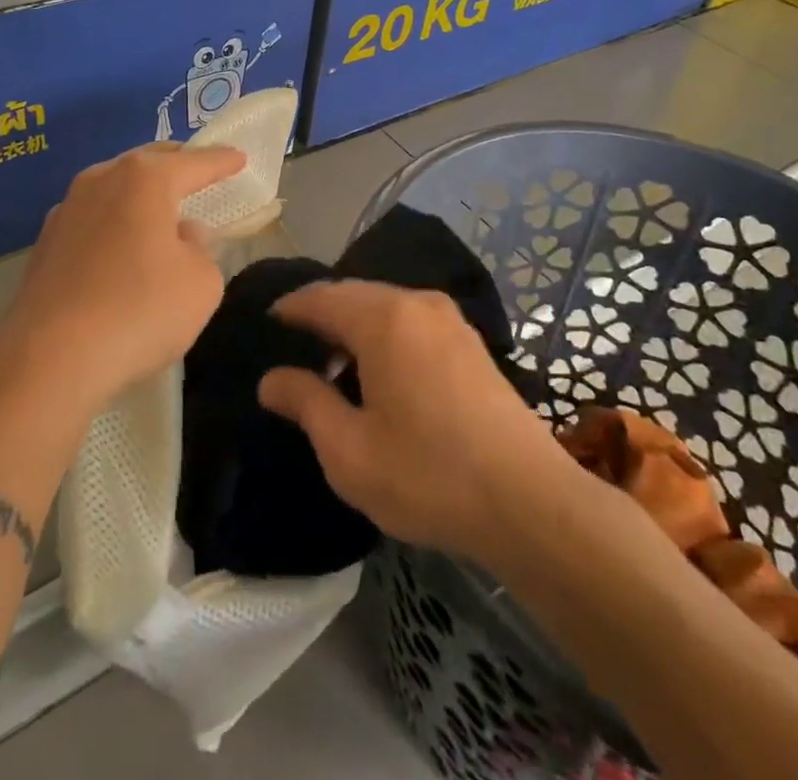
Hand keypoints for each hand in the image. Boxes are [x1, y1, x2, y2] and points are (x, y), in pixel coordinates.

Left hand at [6, 142, 245, 416]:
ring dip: (141, 193)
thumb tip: (183, 236)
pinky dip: (115, 221)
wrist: (48, 358)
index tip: (239, 157)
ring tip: (161, 209)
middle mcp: (101, 180)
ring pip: (115, 186)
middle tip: (199, 172)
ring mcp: (67, 209)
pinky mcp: (45, 243)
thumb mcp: (200, 284)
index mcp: (145, 179)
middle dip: (177, 164)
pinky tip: (122, 246)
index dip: (221, 161)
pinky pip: (93, 218)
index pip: (194, 163)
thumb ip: (202, 251)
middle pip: (147, 162)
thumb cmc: (139, 310)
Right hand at [257, 281, 569, 562]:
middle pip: (354, 295)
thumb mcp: (349, 450)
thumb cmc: (428, 474)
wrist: (530, 503)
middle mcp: (416, 303)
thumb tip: (271, 379)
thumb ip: (306, 404)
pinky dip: (386, 335)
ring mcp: (450, 320)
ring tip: (334, 367)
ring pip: (386, 307)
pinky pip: (412, 321)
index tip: (266, 323)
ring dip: (355, 327)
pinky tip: (381, 374)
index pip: (321, 297)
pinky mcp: (471, 343)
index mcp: (383, 318)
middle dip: (322, 316)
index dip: (290, 308)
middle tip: (295, 348)